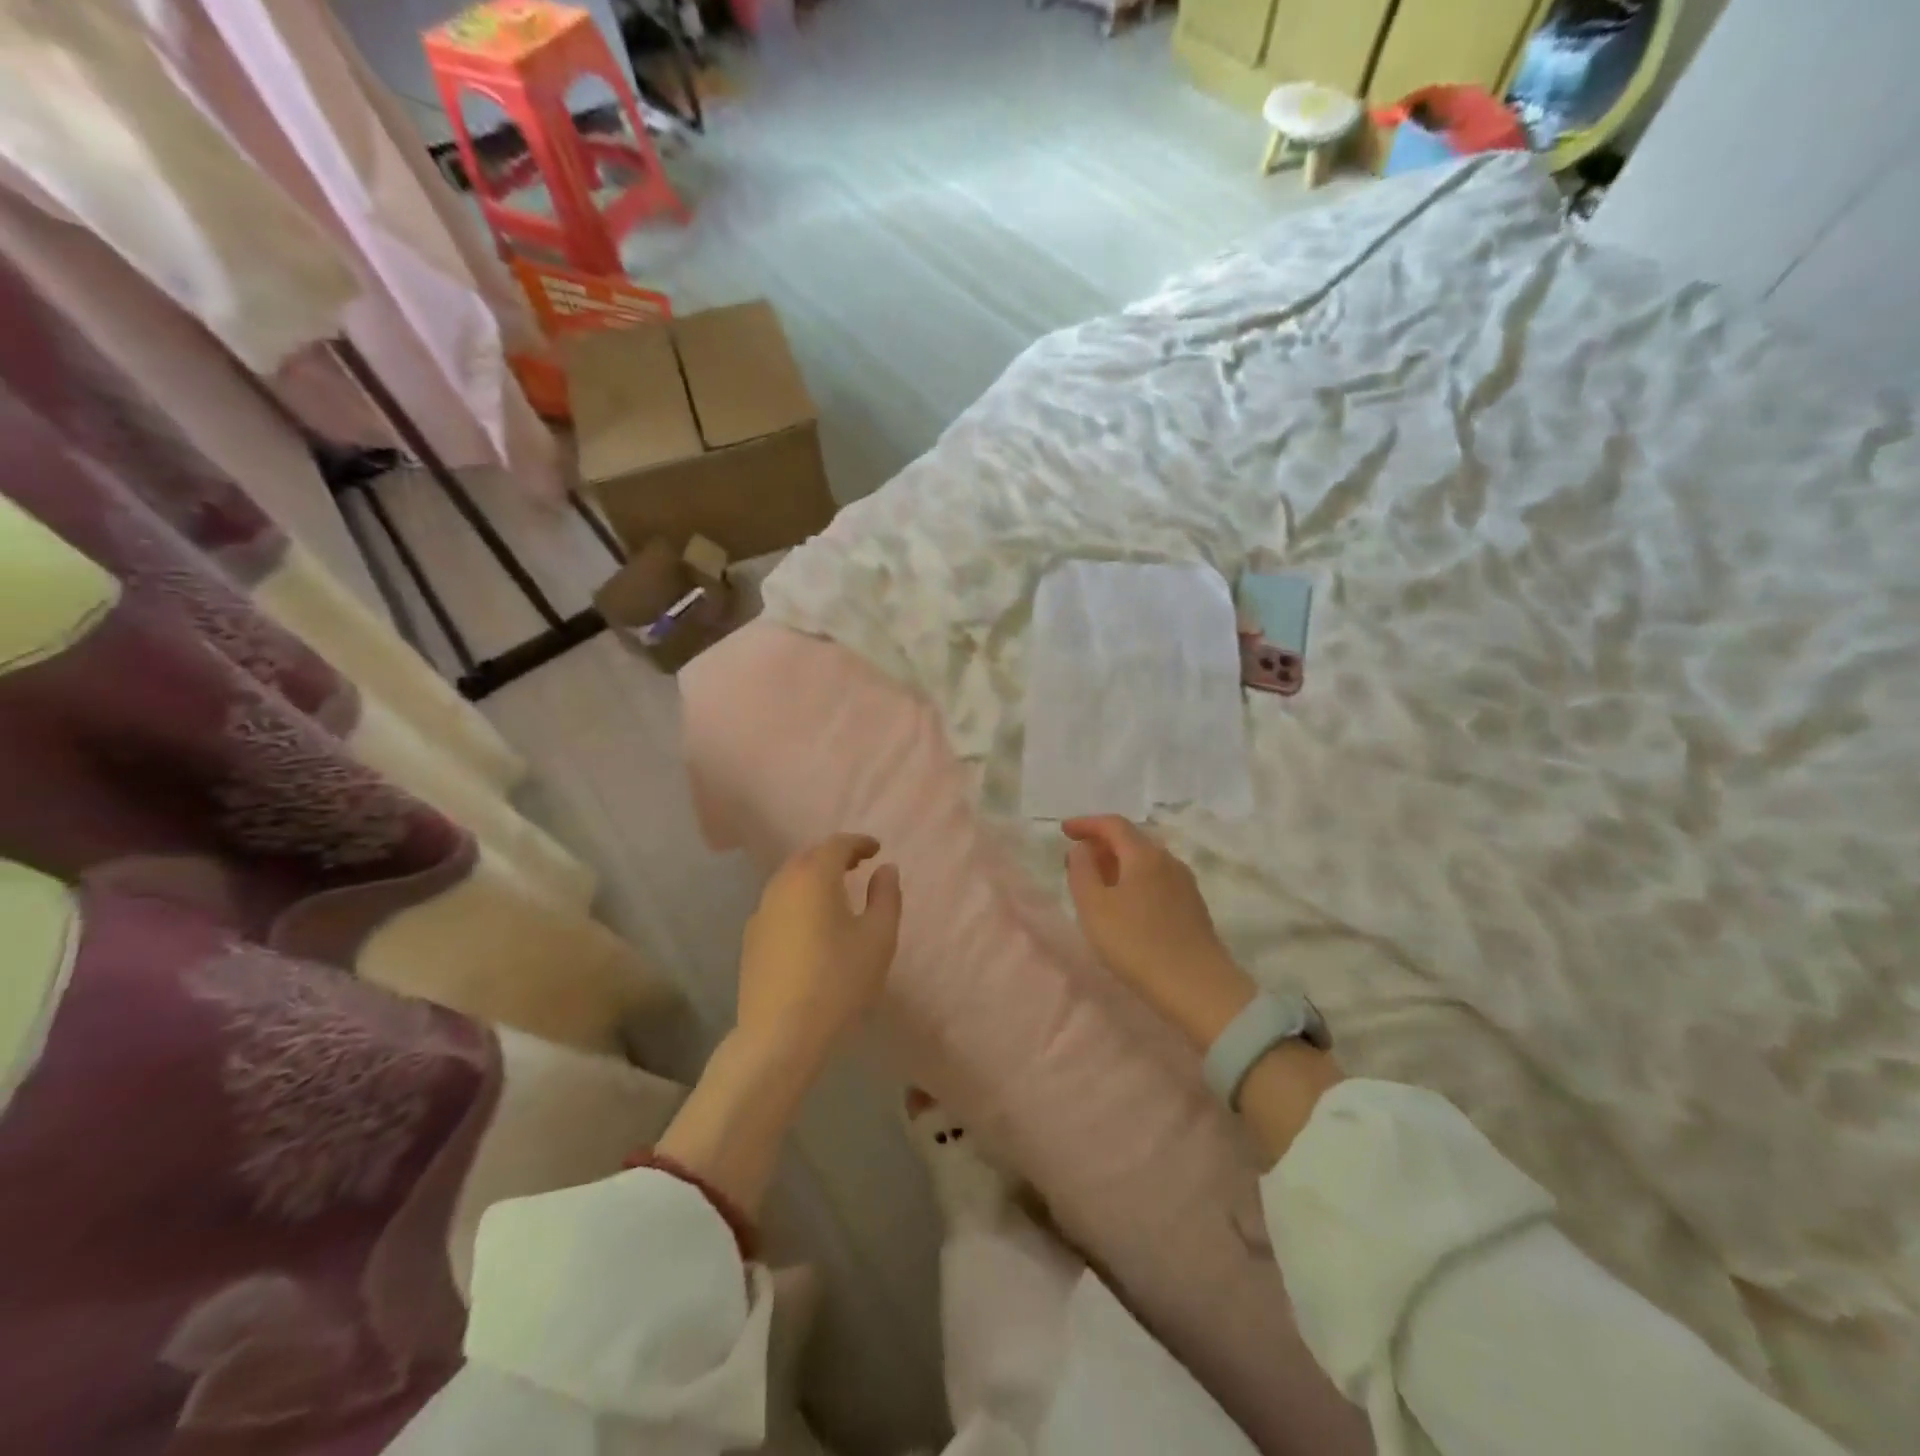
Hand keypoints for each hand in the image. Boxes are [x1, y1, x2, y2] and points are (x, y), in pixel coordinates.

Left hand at [736, 833, 901, 1068]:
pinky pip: (778, 904)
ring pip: (789, 880)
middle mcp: (782, 886)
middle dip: (834, 856)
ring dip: (813, 877)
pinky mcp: (751, 940)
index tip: (877, 850)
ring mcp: (761, 913)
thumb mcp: (878, 938)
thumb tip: (885, 869)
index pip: (836, 844)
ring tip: (836, 893)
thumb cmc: (838, 982)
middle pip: (808, 857)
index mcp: (814, 878)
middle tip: (858, 865)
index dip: (859, 843)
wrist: (780, 1035)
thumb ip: (886, 896)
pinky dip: (798, 900)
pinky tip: (810, 924)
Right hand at [1062, 816, 1255, 1048]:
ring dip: (1118, 863)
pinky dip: (1134, 880)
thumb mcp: (1094, 907)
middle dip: (1102, 843)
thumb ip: (1082, 871)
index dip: (1086, 823)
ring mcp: (1185, 883)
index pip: (1113, 824)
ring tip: (1098, 882)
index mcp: (1144, 855)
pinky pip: (1157, 879)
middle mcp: (1168, 860)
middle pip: (1131, 840)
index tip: (1064, 830)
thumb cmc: (1137, 943)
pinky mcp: (1193, 907)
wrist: (1198, 987)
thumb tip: (1081, 848)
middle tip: (1078, 859)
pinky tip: (1125, 903)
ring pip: (1145, 861)